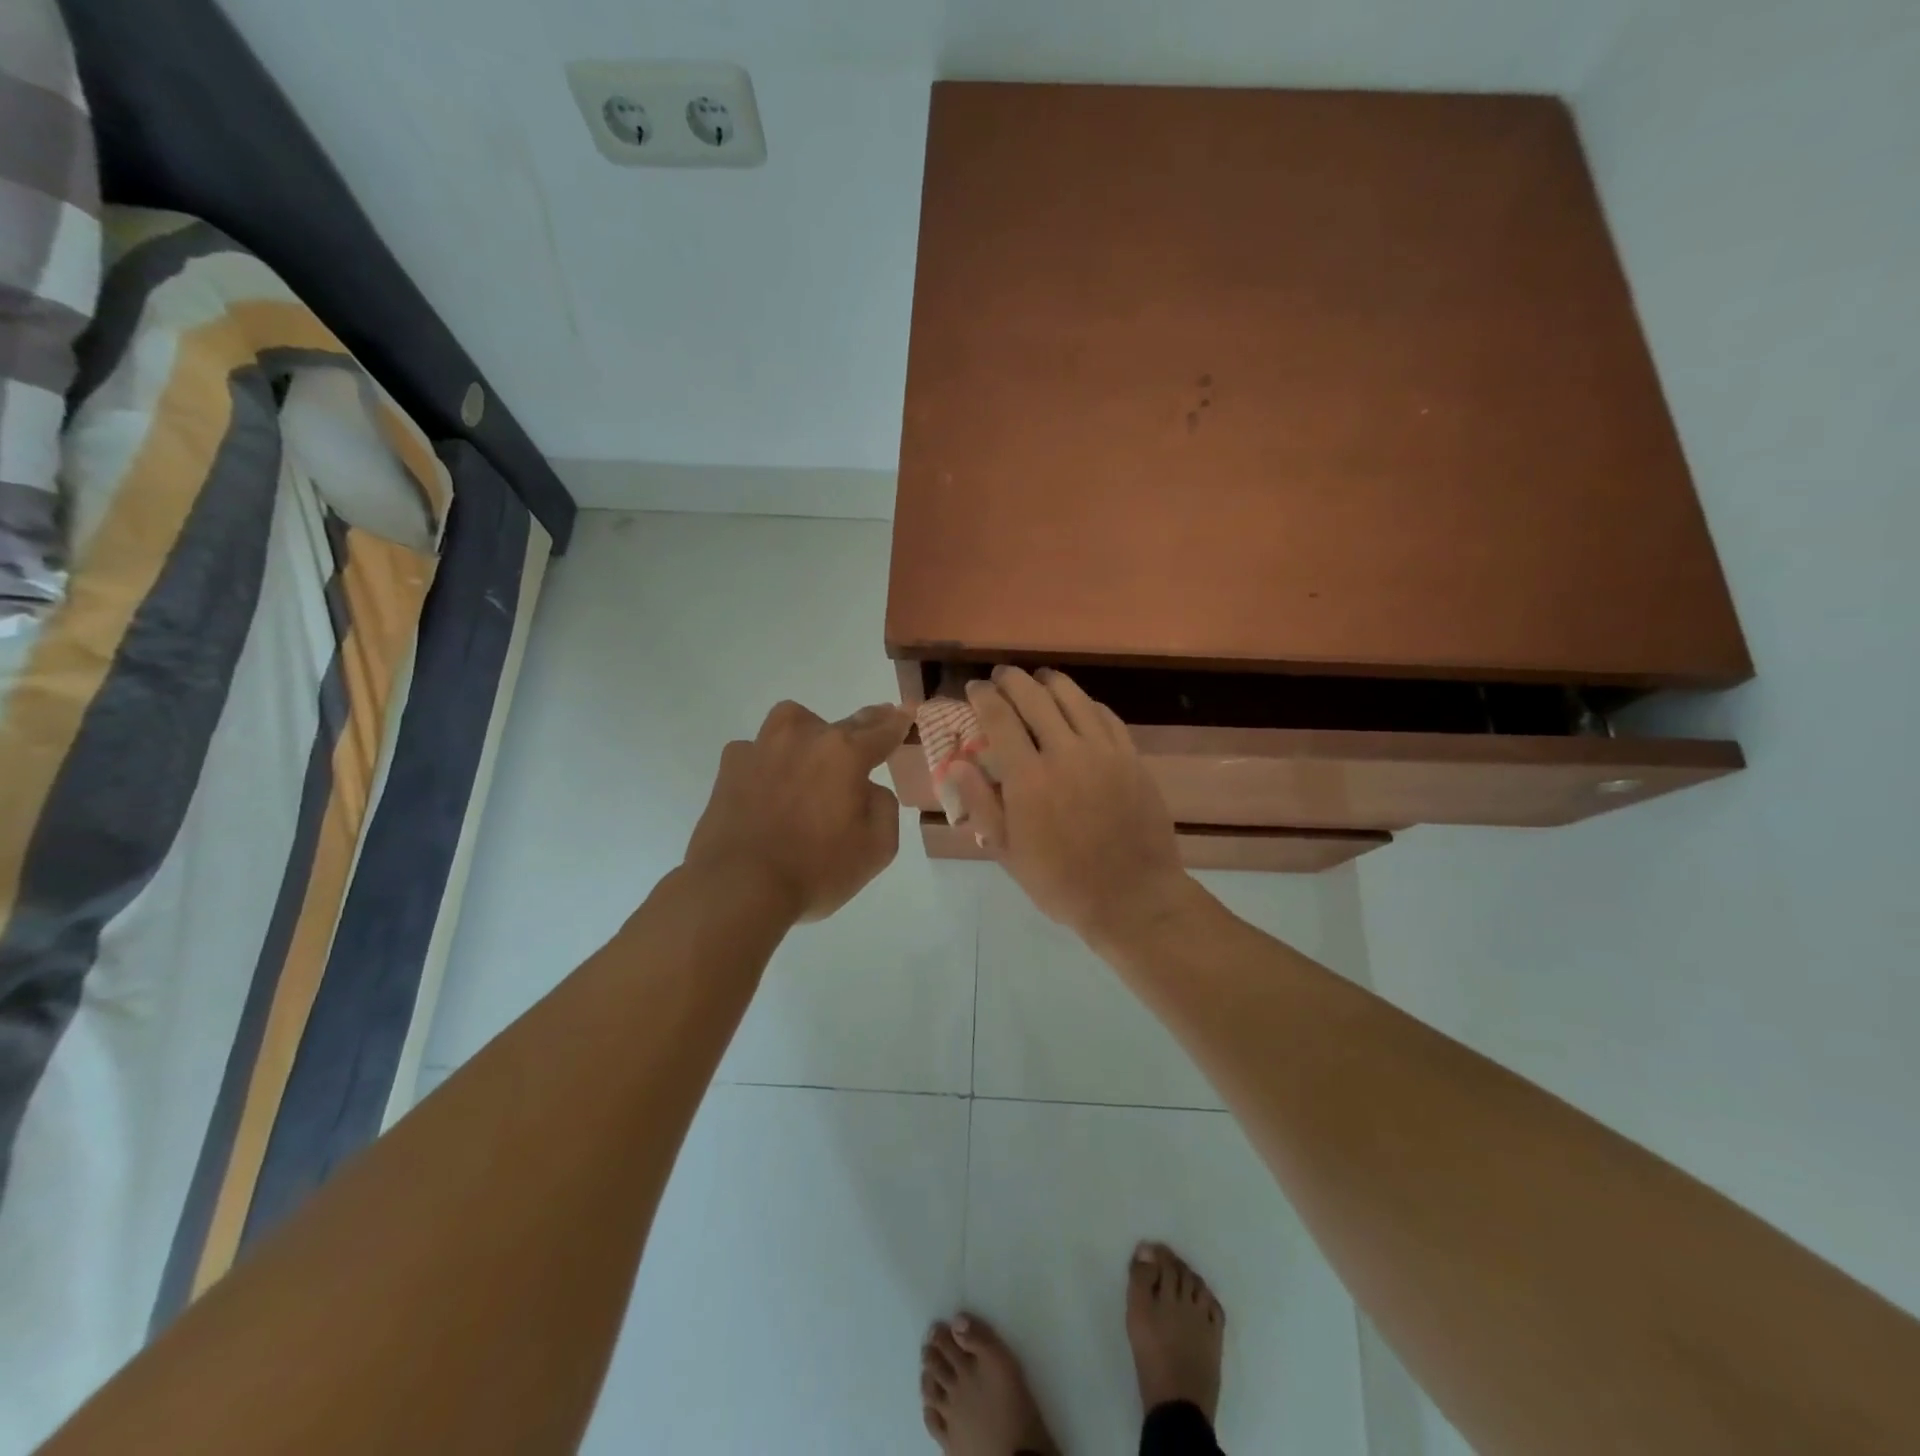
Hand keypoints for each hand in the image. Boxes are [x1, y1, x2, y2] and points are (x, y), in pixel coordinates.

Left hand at [685, 700, 910, 922]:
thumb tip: (865, 788)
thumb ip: (883, 805)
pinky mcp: (730, 765)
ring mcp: (762, 747)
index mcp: (845, 753)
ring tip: (810, 760)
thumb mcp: (878, 847)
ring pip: (794, 723)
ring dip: (809, 735)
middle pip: (842, 722)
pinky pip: (758, 750)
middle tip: (866, 740)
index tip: (906, 712)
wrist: (739, 887)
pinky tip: (768, 787)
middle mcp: (804, 736)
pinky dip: (769, 762)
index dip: (898, 722)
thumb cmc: (816, 869)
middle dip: (861, 727)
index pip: (882, 729)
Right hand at [952, 667, 1189, 942]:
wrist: (1132, 897)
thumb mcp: (1008, 852)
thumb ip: (980, 803)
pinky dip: (1085, 703)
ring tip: (1038, 680)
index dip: (983, 696)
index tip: (974, 687)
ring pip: (1073, 698)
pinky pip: (1105, 716)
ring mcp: (1104, 752)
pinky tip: (1078, 706)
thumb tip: (956, 763)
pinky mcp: (1132, 757)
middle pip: (1035, 697)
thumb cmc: (1061, 882)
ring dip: (1049, 682)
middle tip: (1001, 677)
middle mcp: (1066, 753)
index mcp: (1029, 778)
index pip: (1000, 718)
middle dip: (1012, 680)